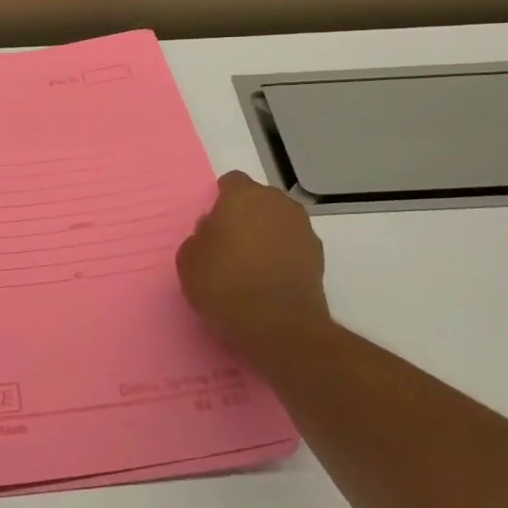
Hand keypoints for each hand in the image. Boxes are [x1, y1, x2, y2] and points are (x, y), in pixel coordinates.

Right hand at [177, 171, 334, 377]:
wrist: (278, 326)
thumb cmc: (224, 284)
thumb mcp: (189, 259)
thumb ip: (200, 236)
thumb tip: (214, 232)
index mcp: (243, 196)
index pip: (232, 182)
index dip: (221, 199)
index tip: (212, 222)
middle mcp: (278, 204)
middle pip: (259, 200)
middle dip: (246, 215)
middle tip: (229, 242)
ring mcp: (303, 229)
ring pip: (278, 222)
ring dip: (266, 234)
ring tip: (250, 264)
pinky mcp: (318, 257)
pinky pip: (293, 246)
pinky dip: (282, 256)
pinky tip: (268, 279)